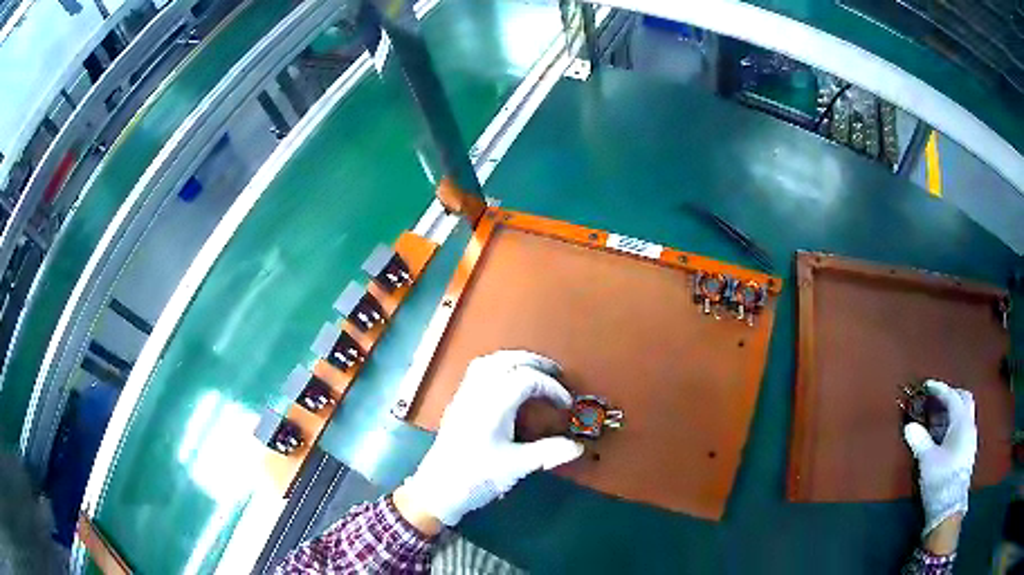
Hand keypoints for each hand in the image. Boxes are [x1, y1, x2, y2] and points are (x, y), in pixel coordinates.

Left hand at [401, 350, 583, 525]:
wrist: (437, 490)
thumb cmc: (475, 478)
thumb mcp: (515, 467)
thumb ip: (548, 453)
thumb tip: (577, 446)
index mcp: (492, 405)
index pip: (526, 378)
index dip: (551, 387)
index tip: (565, 404)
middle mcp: (476, 394)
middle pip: (506, 360)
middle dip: (535, 362)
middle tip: (557, 374)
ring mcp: (463, 396)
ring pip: (489, 362)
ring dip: (515, 360)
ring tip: (535, 372)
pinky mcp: (457, 404)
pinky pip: (478, 372)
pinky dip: (499, 367)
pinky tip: (508, 384)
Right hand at [902, 379, 976, 539]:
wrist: (949, 508)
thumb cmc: (940, 479)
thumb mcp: (927, 460)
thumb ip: (919, 440)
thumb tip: (909, 426)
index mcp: (962, 422)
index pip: (952, 397)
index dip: (940, 390)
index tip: (927, 386)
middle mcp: (970, 425)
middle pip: (964, 399)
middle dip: (951, 395)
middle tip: (937, 398)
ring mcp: (970, 439)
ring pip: (965, 414)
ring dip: (953, 411)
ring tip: (937, 417)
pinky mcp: (967, 452)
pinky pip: (963, 427)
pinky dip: (954, 424)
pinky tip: (944, 435)